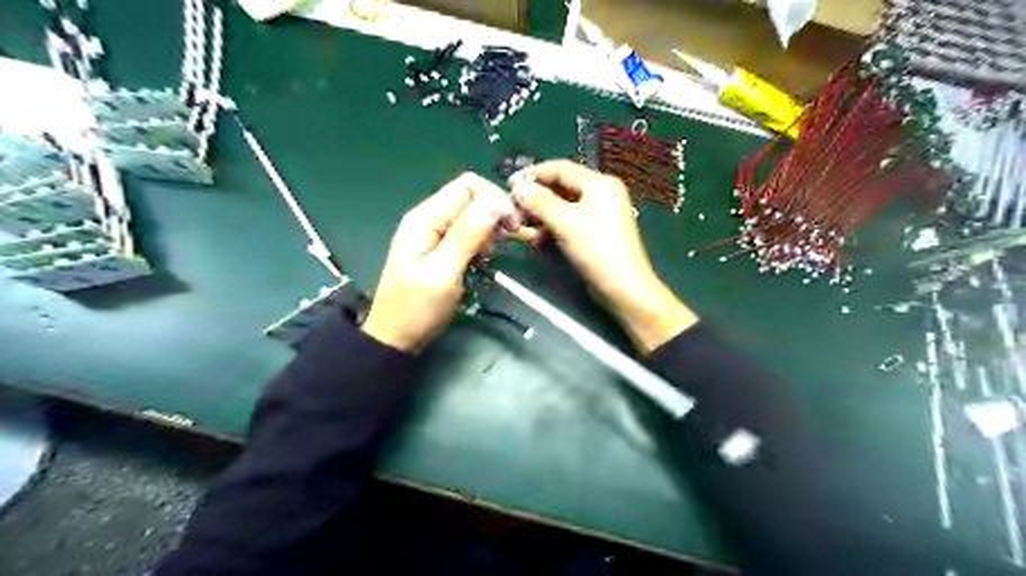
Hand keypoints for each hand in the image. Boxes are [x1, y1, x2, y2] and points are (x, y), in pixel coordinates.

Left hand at [361, 170, 520, 350]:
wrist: (395, 338)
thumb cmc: (416, 309)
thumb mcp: (443, 273)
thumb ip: (467, 235)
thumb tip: (495, 202)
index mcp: (425, 217)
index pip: (468, 186)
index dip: (495, 199)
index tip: (512, 226)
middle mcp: (429, 217)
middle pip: (471, 196)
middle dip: (496, 211)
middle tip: (513, 236)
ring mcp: (434, 232)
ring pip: (472, 213)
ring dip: (492, 225)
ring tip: (504, 246)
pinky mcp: (441, 247)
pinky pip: (468, 231)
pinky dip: (483, 237)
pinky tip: (489, 253)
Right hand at [511, 160, 697, 351]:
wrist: (624, 287)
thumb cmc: (596, 250)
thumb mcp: (565, 223)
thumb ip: (540, 201)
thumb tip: (517, 187)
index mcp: (599, 183)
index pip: (560, 168)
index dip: (532, 174)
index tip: (509, 184)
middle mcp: (601, 193)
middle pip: (561, 186)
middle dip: (536, 197)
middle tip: (513, 209)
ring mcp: (600, 212)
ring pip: (564, 205)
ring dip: (542, 214)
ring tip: (522, 227)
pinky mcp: (596, 230)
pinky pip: (570, 220)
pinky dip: (553, 226)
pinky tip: (538, 238)